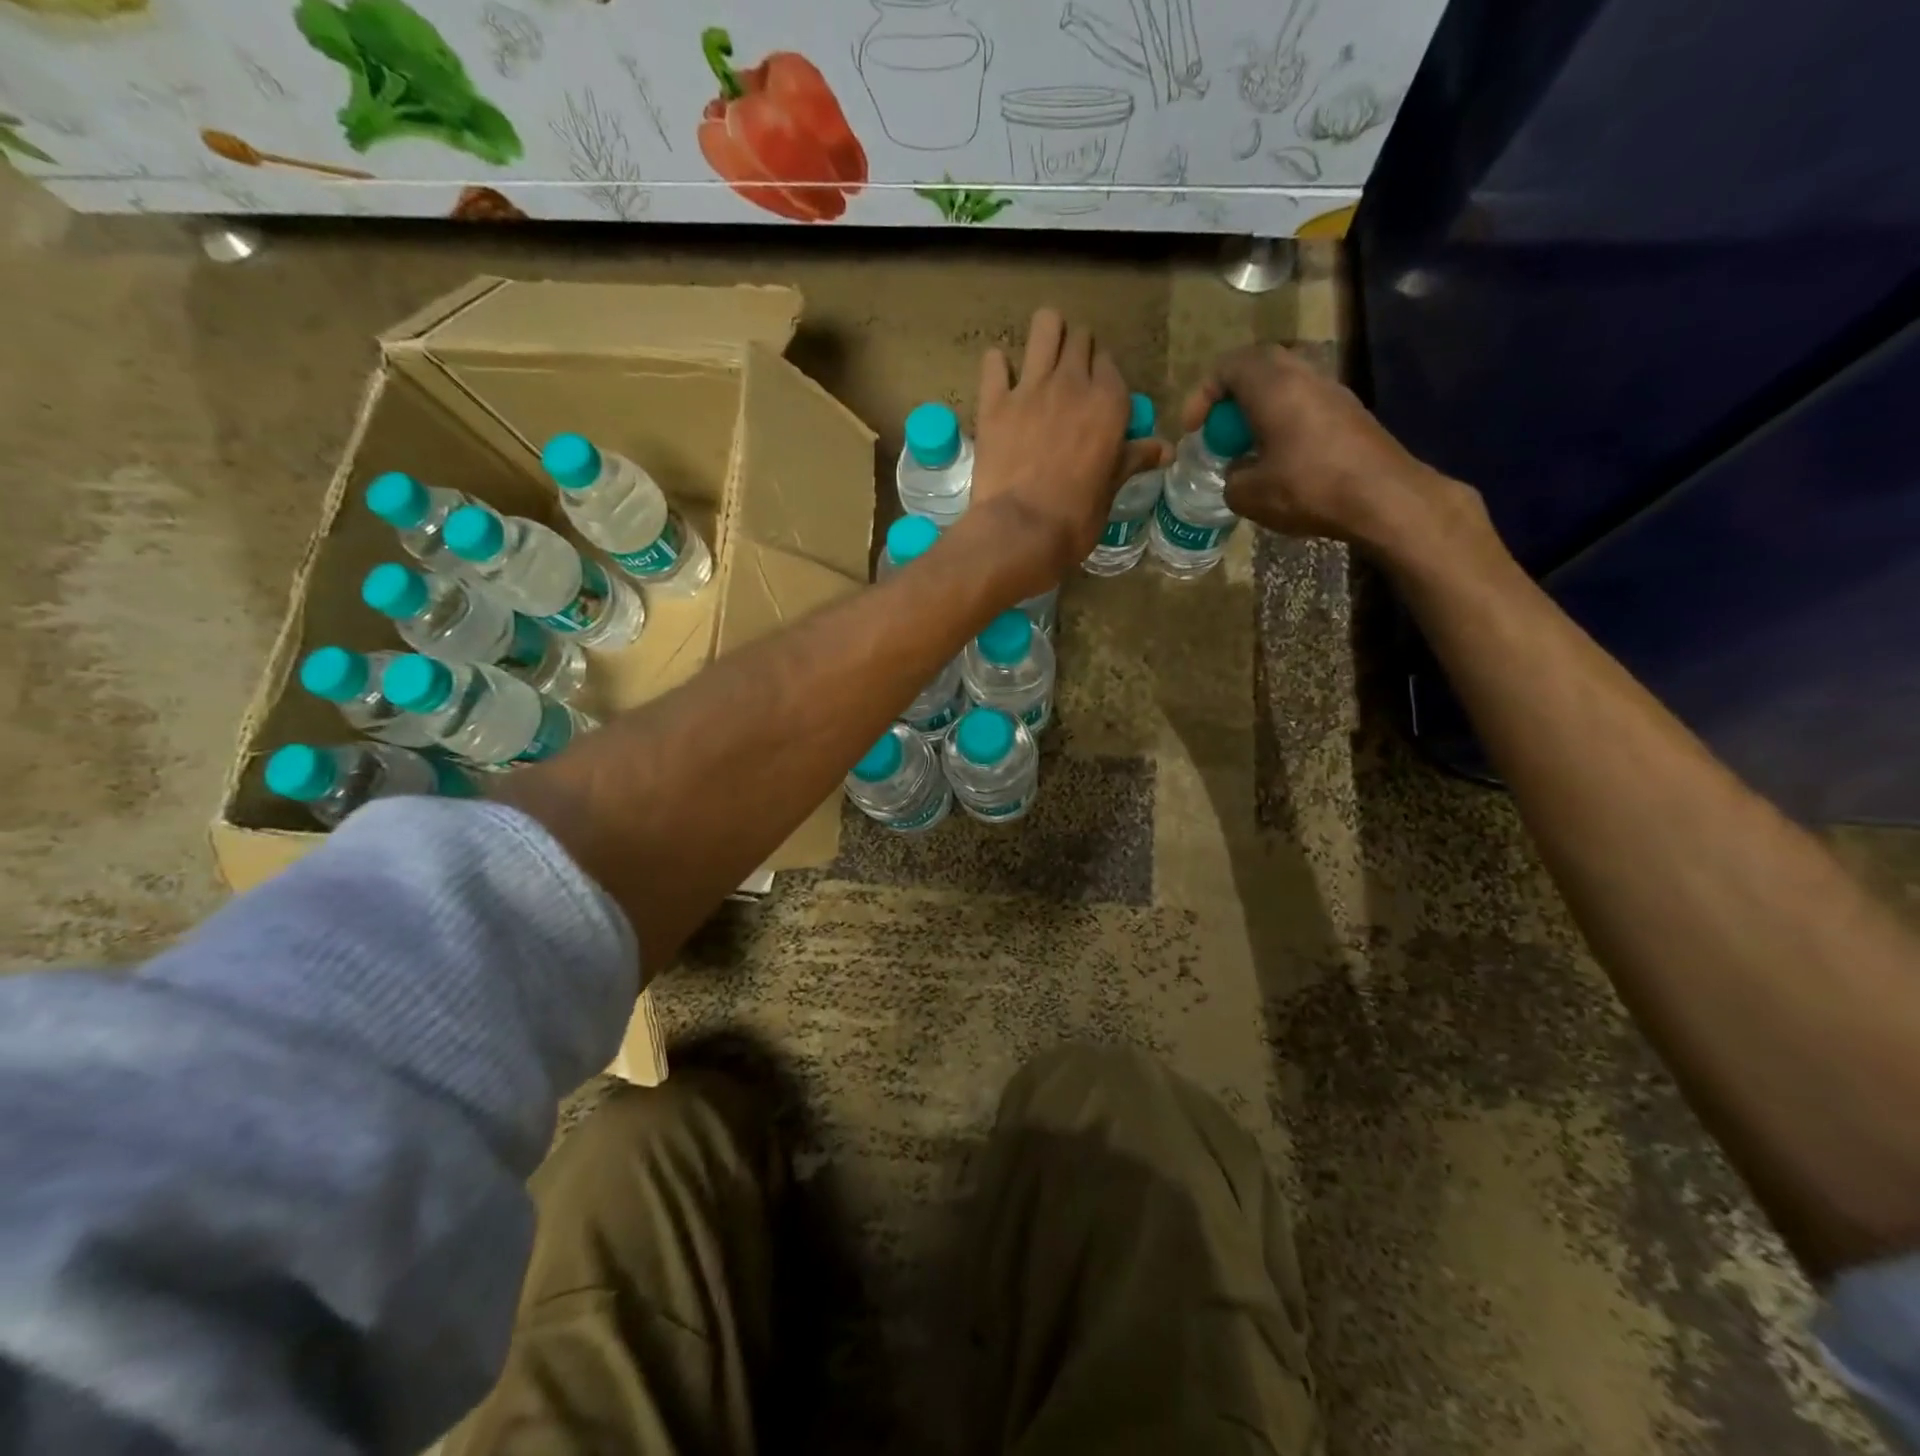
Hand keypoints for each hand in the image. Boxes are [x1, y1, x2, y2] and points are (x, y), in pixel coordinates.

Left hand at [965, 308, 1168, 598]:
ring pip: (1045, 326)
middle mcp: (1073, 383)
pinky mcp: (994, 402)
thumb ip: (1133, 459)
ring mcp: (1031, 387)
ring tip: (1041, 360)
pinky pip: (994, 361)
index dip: (1101, 377)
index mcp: (1109, 403)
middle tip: (1068, 379)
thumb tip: (1167, 449)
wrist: (1020, 532)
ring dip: (1045, 336)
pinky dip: (998, 366)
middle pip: (1080, 339)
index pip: (1109, 365)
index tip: (1094, 396)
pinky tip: (1001, 383)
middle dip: (1076, 351)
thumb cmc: (1074, 518)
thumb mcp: (1111, 489)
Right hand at [1181, 344, 1481, 564]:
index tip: (1195, 430)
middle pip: (1259, 368)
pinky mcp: (1350, 413)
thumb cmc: (1308, 488)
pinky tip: (1280, 460)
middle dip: (1232, 397)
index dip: (1203, 395)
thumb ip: (1230, 478)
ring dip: (1260, 410)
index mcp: (1272, 386)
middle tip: (1220, 431)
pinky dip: (1284, 422)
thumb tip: (1237, 473)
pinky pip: (1305, 404)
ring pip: (1285, 385)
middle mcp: (1303, 376)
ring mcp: (1332, 391)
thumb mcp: (1248, 495)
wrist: (1384, 498)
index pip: (1228, 367)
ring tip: (1248, 448)